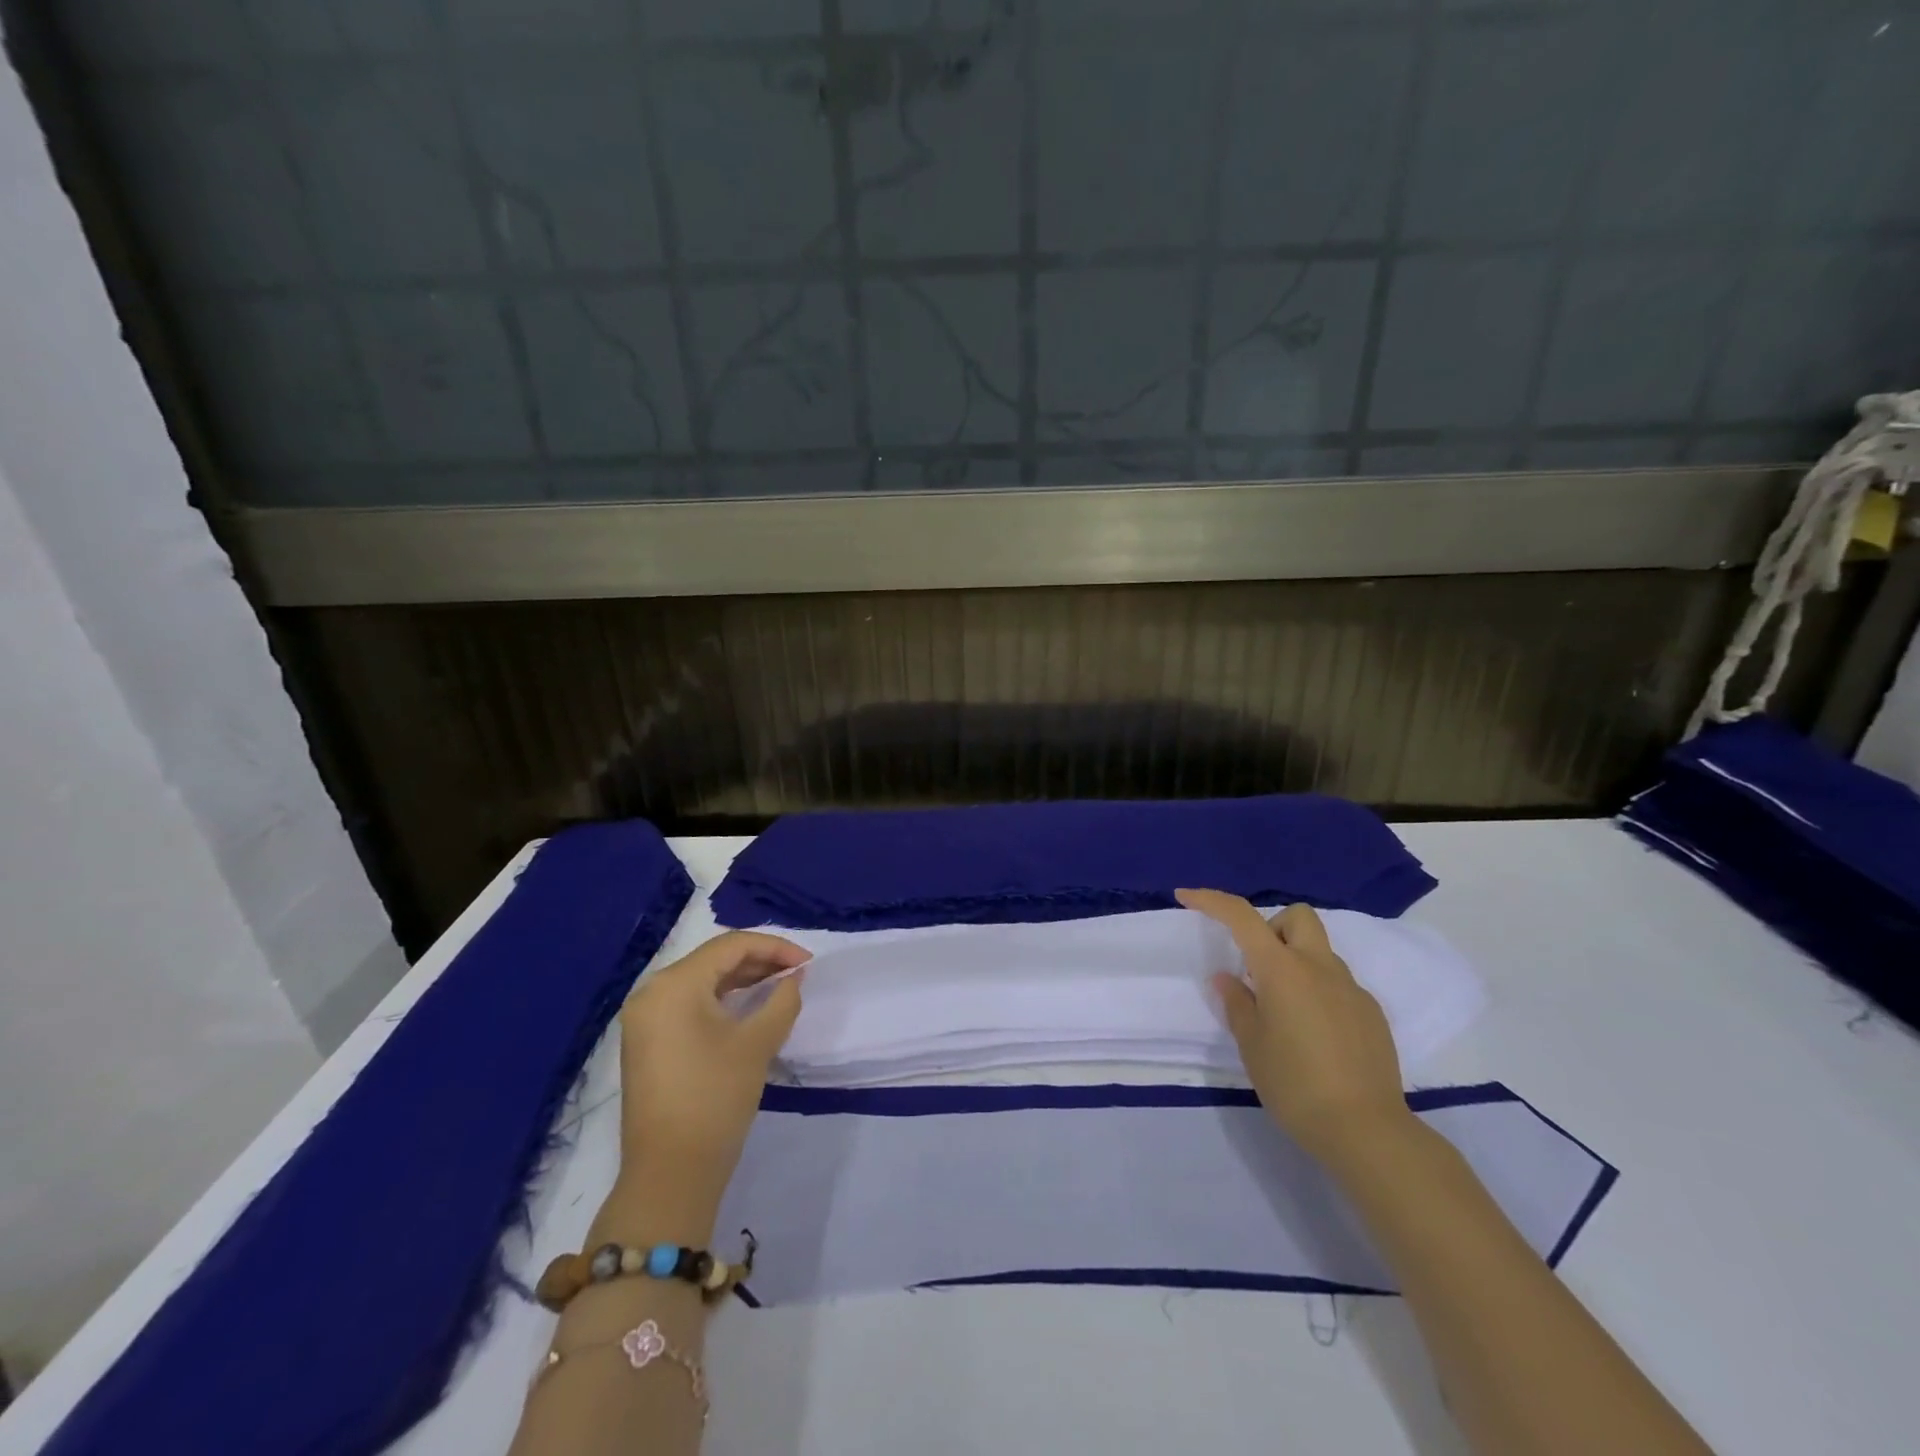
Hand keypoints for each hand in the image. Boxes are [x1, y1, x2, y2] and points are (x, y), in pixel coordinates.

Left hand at [616, 931, 809, 1213]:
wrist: (670, 1173)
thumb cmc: (715, 1098)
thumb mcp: (758, 1043)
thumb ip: (783, 999)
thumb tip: (794, 976)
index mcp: (674, 984)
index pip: (731, 945)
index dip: (775, 947)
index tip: (809, 962)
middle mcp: (652, 992)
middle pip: (714, 959)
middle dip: (759, 961)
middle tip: (798, 973)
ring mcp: (645, 1018)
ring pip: (702, 980)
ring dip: (742, 980)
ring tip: (780, 986)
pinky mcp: (647, 1040)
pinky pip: (689, 1003)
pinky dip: (722, 1000)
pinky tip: (750, 1007)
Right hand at [1178, 889, 1413, 1166]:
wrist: (1366, 1130)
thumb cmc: (1295, 1084)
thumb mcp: (1252, 1045)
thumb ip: (1237, 1003)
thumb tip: (1228, 979)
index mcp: (1282, 969)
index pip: (1242, 917)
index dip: (1211, 900)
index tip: (1186, 897)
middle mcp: (1320, 968)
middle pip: (1297, 917)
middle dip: (1272, 927)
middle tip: (1256, 966)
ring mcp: (1352, 990)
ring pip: (1319, 952)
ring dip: (1295, 962)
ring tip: (1283, 1011)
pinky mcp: (1371, 1014)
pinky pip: (1338, 984)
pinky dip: (1318, 992)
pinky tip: (1314, 1036)